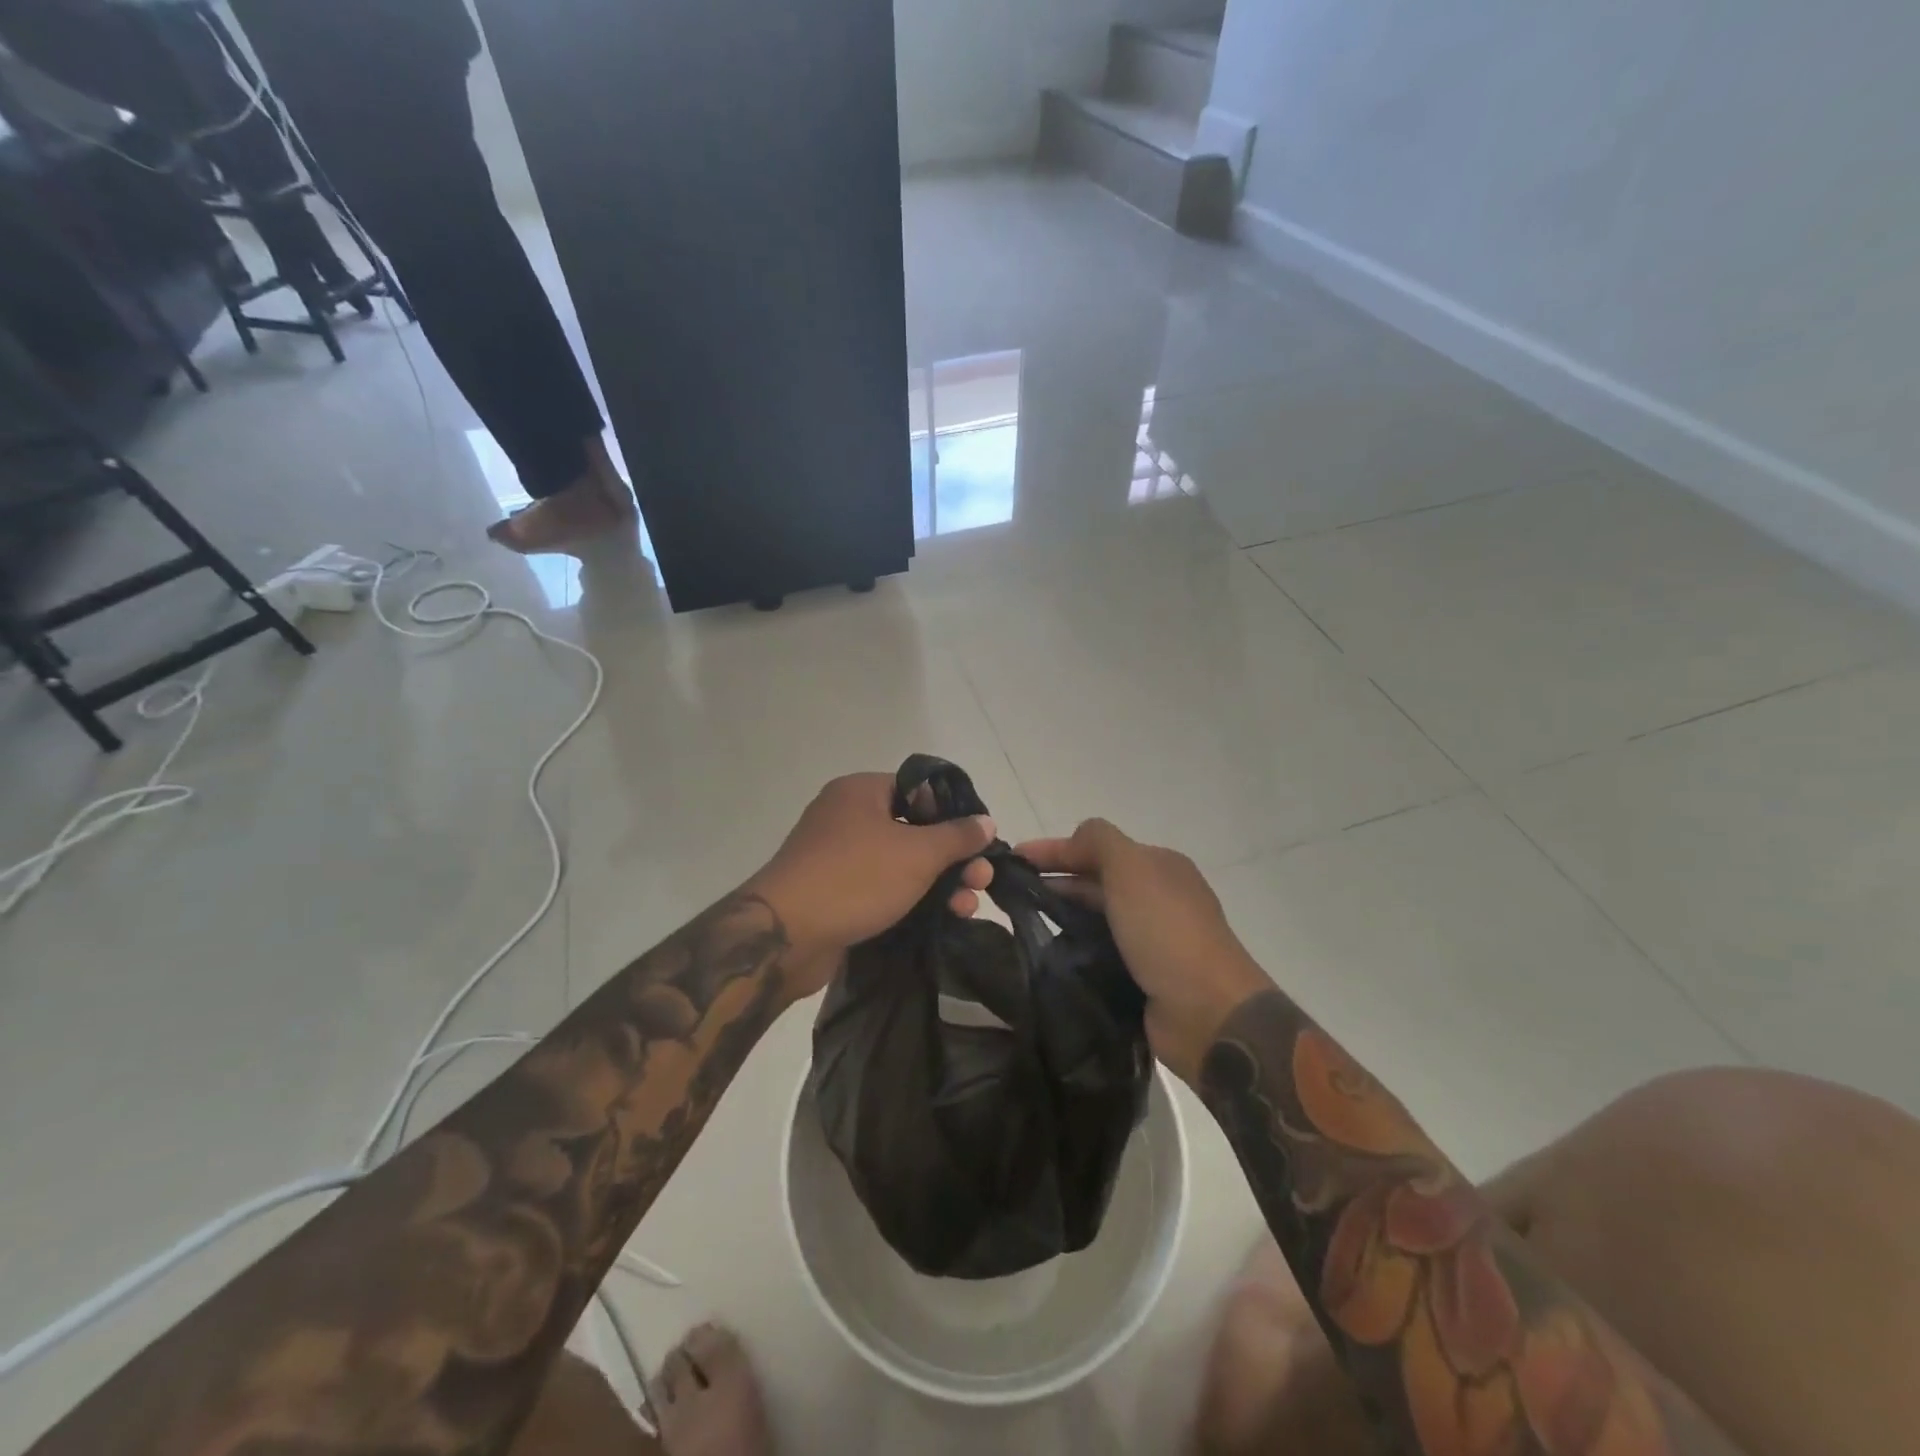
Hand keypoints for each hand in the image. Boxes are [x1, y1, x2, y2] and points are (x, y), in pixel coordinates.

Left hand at [747, 772, 994, 1000]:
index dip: (953, 813)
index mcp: (861, 791)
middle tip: (981, 881)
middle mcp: (847, 816)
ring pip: (900, 862)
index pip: (918, 789)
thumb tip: (986, 821)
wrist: (785, 936)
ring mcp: (838, 856)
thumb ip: (957, 836)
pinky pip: (881, 886)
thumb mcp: (917, 854)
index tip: (979, 841)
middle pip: (913, 829)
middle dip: (952, 857)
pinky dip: (910, 898)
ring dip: (938, 883)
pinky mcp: (835, 892)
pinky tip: (940, 919)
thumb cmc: (855, 878)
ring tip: (967, 908)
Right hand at [1017, 820, 1269, 1083]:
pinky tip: (1048, 954)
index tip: (1013, 858)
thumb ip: (1099, 842)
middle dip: (1055, 880)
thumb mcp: (1132, 869)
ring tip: (1021, 922)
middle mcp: (1157, 898)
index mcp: (1159, 867)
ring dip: (1062, 914)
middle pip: (1096, 880)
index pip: (1098, 847)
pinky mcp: (1142, 976)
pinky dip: (1075, 947)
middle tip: (1010, 892)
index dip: (1055, 849)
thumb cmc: (1166, 932)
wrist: (1208, 1012)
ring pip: (1096, 917)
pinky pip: (1099, 951)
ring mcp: (1152, 939)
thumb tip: (1071, 840)